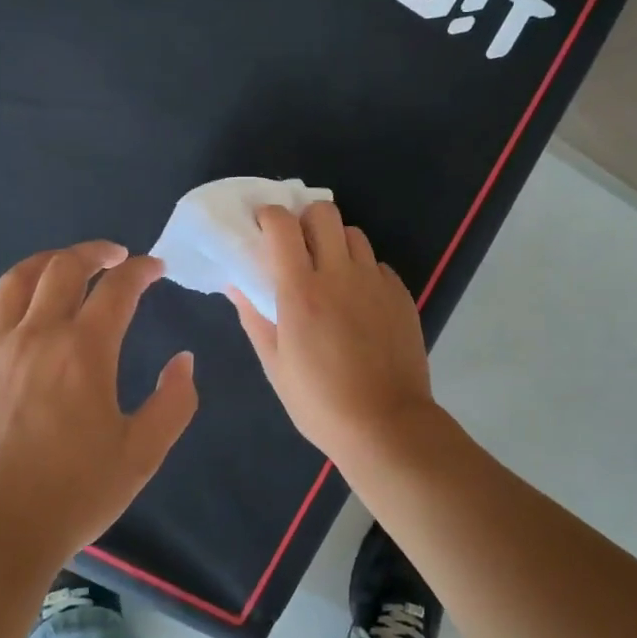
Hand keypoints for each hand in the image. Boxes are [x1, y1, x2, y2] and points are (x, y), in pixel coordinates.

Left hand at [0, 241, 197, 574]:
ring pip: (15, 281)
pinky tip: (6, 299)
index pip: (118, 288)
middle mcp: (36, 337)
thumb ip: (173, 402)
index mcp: (84, 351)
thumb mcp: (142, 455)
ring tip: (65, 266)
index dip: (141, 270)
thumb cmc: (72, 495)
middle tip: (116, 257)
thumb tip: (183, 360)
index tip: (157, 268)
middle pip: (62, 269)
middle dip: (95, 253)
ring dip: (45, 262)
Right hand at [230, 204, 438, 467]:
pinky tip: (358, 302)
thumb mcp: (275, 365)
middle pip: (324, 213)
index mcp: (301, 291)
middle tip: (297, 247)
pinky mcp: (401, 294)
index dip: (269, 216)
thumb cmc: (320, 403)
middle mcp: (340, 274)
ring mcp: (375, 282)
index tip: (262, 228)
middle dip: (305, 220)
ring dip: (336, 243)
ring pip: (354, 234)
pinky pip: (377, 265)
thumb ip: (255, 317)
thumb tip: (236, 284)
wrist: (386, 424)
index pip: (283, 225)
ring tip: (330, 274)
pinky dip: (362, 271)